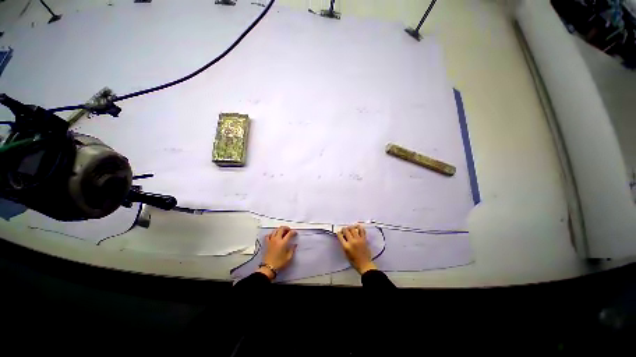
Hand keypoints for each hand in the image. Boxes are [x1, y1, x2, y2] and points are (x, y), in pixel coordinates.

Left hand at [257, 226, 296, 279]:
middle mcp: (277, 239)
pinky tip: (273, 235)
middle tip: (289, 230)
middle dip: (286, 228)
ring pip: (275, 230)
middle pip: (281, 229)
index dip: (293, 232)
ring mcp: (271, 240)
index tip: (295, 233)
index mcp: (283, 243)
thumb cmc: (279, 263)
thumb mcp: (288, 257)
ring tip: (282, 232)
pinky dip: (272, 233)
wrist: (268, 268)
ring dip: (280, 229)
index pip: (289, 233)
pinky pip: (268, 235)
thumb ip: (292, 250)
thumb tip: (295, 245)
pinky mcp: (266, 243)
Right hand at [336, 225, 376, 274]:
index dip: (338, 233)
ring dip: (350, 227)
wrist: (364, 265)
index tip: (339, 233)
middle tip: (344, 230)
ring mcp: (358, 239)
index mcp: (346, 246)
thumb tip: (343, 237)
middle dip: (343, 229)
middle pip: (346, 230)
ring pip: (353, 229)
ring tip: (350, 228)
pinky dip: (359, 227)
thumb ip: (344, 245)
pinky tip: (357, 227)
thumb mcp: (346, 254)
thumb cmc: (354, 261)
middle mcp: (352, 241)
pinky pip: (361, 230)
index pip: (340, 235)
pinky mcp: (364, 239)